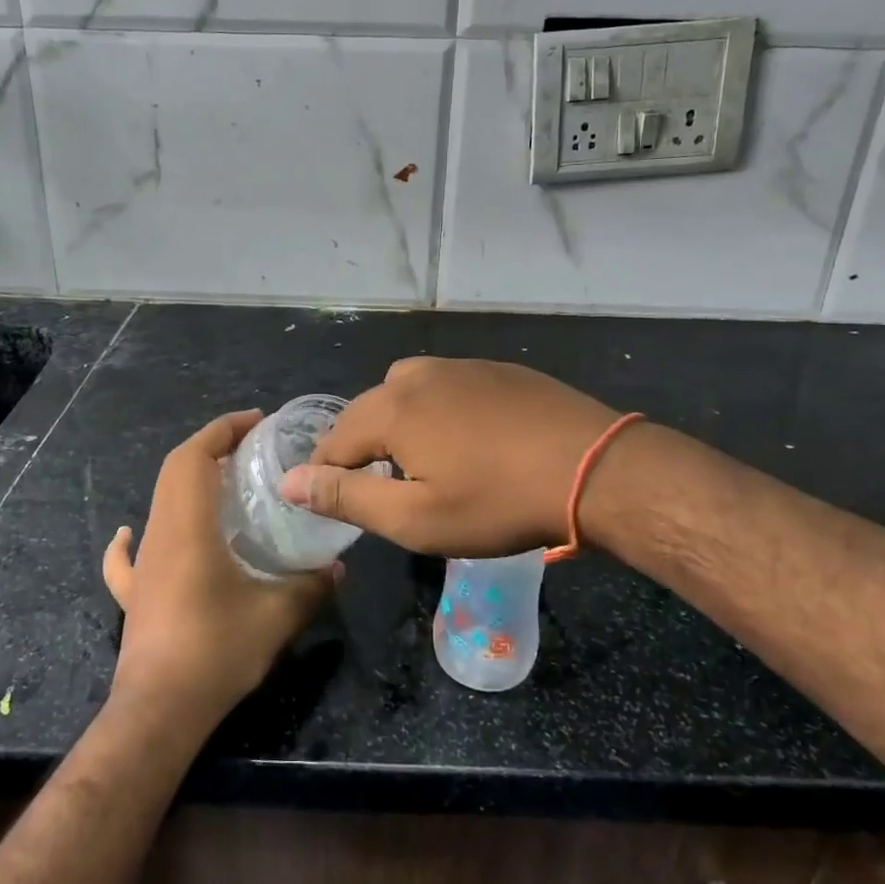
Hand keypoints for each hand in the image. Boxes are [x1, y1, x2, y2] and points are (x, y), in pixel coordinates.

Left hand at [103, 409, 338, 729]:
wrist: (159, 711)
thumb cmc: (216, 651)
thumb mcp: (278, 616)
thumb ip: (311, 586)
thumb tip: (338, 568)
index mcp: (188, 528)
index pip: (194, 457)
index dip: (222, 430)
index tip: (255, 422)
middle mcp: (159, 535)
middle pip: (174, 471)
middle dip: (210, 448)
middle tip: (250, 450)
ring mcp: (142, 566)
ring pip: (158, 503)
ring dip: (187, 483)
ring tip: (223, 486)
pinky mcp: (134, 594)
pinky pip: (128, 555)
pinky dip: (132, 537)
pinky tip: (135, 534)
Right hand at [278, 358, 620, 556]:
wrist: (595, 468)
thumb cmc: (498, 502)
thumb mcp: (415, 518)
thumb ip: (347, 496)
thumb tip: (289, 481)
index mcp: (391, 407)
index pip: (333, 440)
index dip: (327, 474)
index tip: (338, 503)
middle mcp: (417, 375)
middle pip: (367, 410)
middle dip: (362, 447)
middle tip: (382, 488)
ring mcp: (461, 365)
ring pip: (406, 393)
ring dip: (399, 425)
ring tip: (421, 462)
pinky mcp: (496, 369)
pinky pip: (446, 387)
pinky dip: (437, 411)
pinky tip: (466, 439)